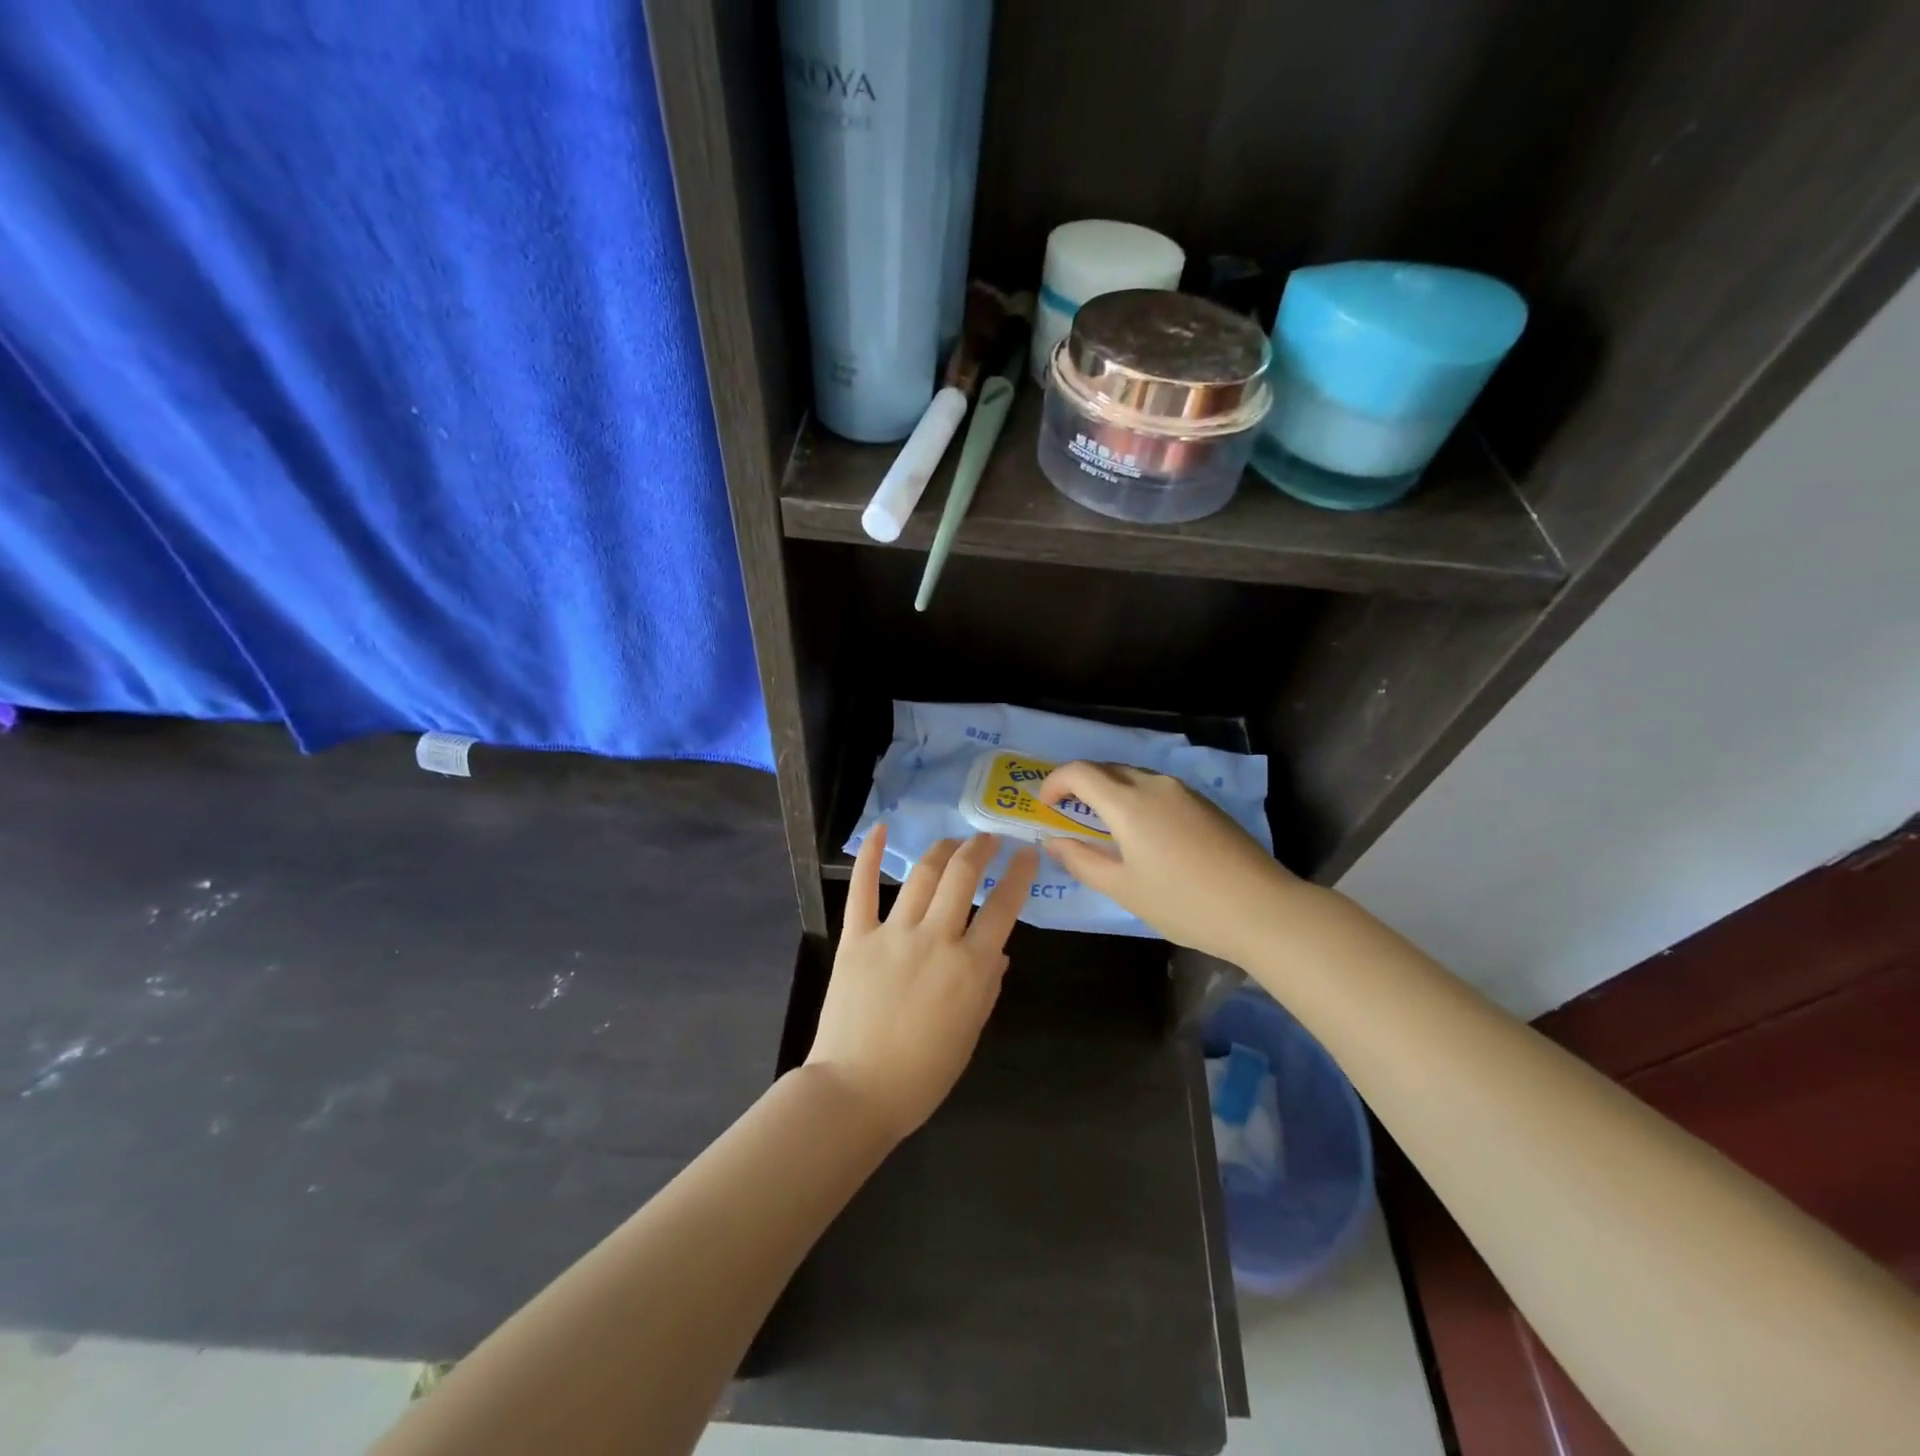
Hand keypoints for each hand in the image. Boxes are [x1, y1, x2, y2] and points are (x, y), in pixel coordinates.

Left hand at [806, 825, 1039, 1140]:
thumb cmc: (922, 1074)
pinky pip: (862, 889)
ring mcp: (893, 934)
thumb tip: (998, 953)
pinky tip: (881, 829)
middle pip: (963, 876)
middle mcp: (936, 939)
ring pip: (923, 875)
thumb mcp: (969, 1034)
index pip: (1004, 906)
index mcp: (971, 967)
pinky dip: (870, 855)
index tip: (1027, 853)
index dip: (1019, 873)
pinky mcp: (856, 938)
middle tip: (990, 839)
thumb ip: (987, 987)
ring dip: (943, 849)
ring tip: (954, 840)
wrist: (856, 1091)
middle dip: (981, 848)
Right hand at [1038, 762, 1296, 963]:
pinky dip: (1134, 798)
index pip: (1079, 772)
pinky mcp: (1203, 803)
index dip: (1054, 782)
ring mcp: (1182, 791)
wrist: (1261, 908)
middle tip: (1067, 815)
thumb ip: (1082, 860)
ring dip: (1108, 791)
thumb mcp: (1123, 888)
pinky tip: (1141, 832)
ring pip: (1132, 776)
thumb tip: (1053, 841)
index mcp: (1128, 802)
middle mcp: (1154, 784)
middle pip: (1105, 768)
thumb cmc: (1183, 903)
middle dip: (1079, 785)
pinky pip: (1156, 788)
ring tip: (1102, 825)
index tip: (1045, 806)